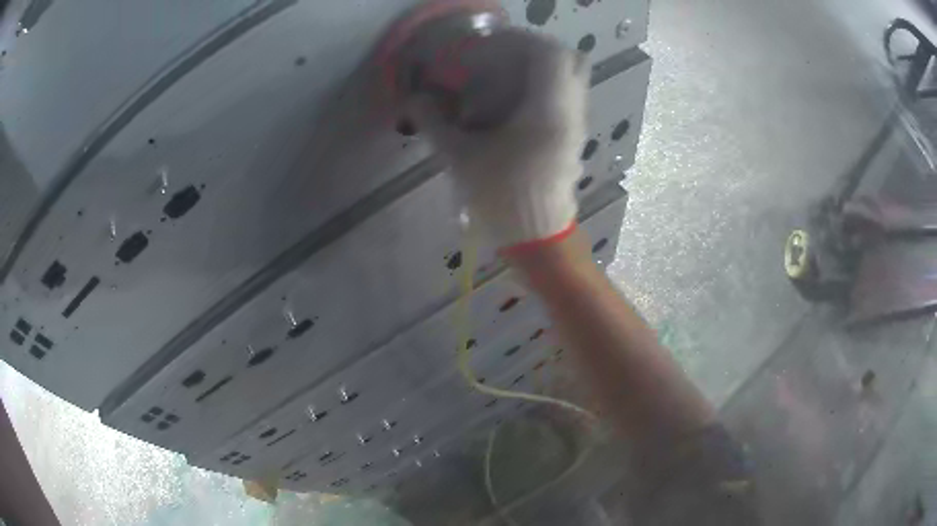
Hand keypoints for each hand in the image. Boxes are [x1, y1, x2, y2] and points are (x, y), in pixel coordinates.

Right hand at [407, 31, 589, 248]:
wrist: (538, 241)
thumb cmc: (503, 199)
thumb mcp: (461, 159)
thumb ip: (434, 123)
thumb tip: (413, 100)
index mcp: (549, 110)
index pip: (550, 53)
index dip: (520, 40)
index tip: (491, 45)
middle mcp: (571, 112)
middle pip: (569, 60)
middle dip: (534, 52)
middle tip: (503, 59)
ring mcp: (577, 126)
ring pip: (570, 80)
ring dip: (540, 72)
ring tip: (505, 83)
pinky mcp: (573, 139)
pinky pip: (566, 100)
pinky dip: (544, 91)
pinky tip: (514, 109)